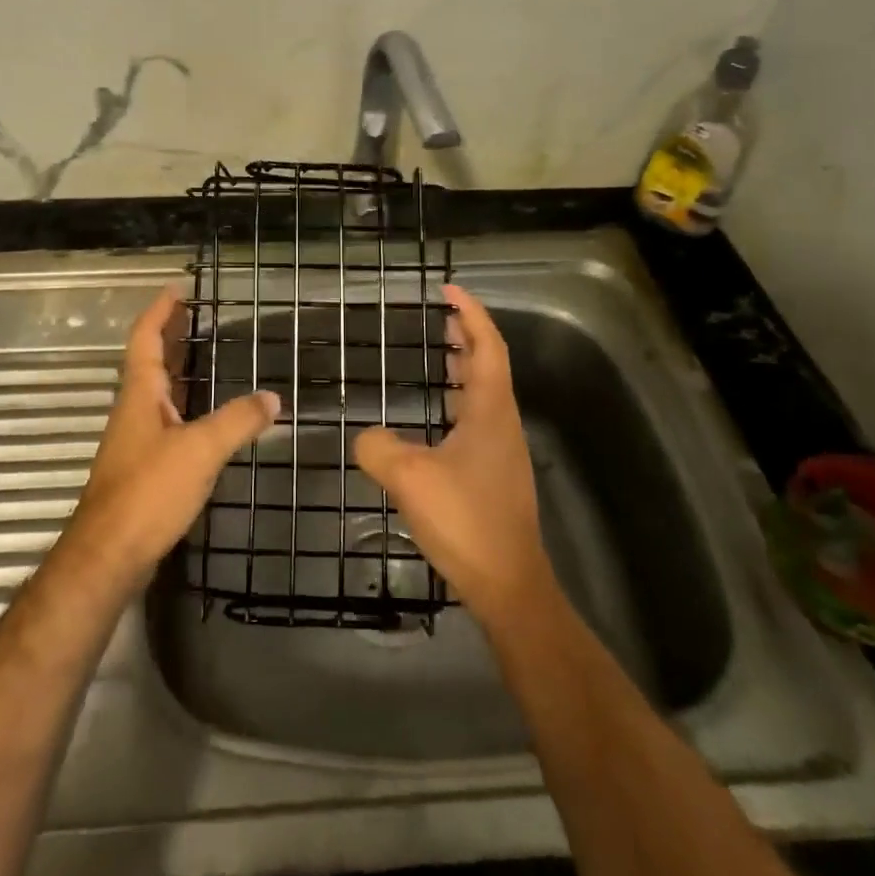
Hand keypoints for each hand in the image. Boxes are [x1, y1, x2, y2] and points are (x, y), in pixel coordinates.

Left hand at [59, 283, 277, 588]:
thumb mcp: (200, 450)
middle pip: (150, 361)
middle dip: (171, 335)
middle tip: (197, 314)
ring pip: (158, 392)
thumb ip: (237, 421)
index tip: (178, 289)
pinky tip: (206, 415)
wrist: (109, 555)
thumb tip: (272, 398)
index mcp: (140, 394)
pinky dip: (186, 404)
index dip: (160, 311)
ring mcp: (137, 439)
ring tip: (205, 353)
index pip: (145, 338)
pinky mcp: (144, 467)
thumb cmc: (149, 491)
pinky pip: (167, 419)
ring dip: (178, 368)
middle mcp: (134, 410)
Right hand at [354, 285, 554, 618]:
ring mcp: (501, 450)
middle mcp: (500, 423)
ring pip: (484, 393)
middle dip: (467, 336)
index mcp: (489, 411)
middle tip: (439, 318)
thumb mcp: (410, 479)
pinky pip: (476, 418)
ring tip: (437, 355)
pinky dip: (457, 400)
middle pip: (489, 364)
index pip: (487, 346)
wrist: (508, 584)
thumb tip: (366, 436)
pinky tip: (434, 418)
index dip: (470, 314)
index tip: (448, 291)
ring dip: (463, 368)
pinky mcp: (494, 474)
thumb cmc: (466, 521)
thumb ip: (379, 448)